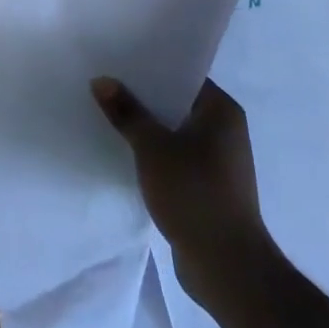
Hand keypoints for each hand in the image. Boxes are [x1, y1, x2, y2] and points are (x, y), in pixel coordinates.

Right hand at [92, 76, 274, 308]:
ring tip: (107, 115)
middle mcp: (225, 132)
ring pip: (173, 132)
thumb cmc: (194, 193)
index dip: (151, 68)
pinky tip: (123, 152)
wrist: (227, 266)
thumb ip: (126, 112)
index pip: (183, 76)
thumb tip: (102, 81)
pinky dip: (152, 153)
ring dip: (146, 127)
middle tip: (104, 84)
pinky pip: (174, 157)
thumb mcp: (152, 147)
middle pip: (176, 103)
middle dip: (142, 97)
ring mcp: (217, 162)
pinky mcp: (207, 187)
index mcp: (222, 112)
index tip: (117, 61)